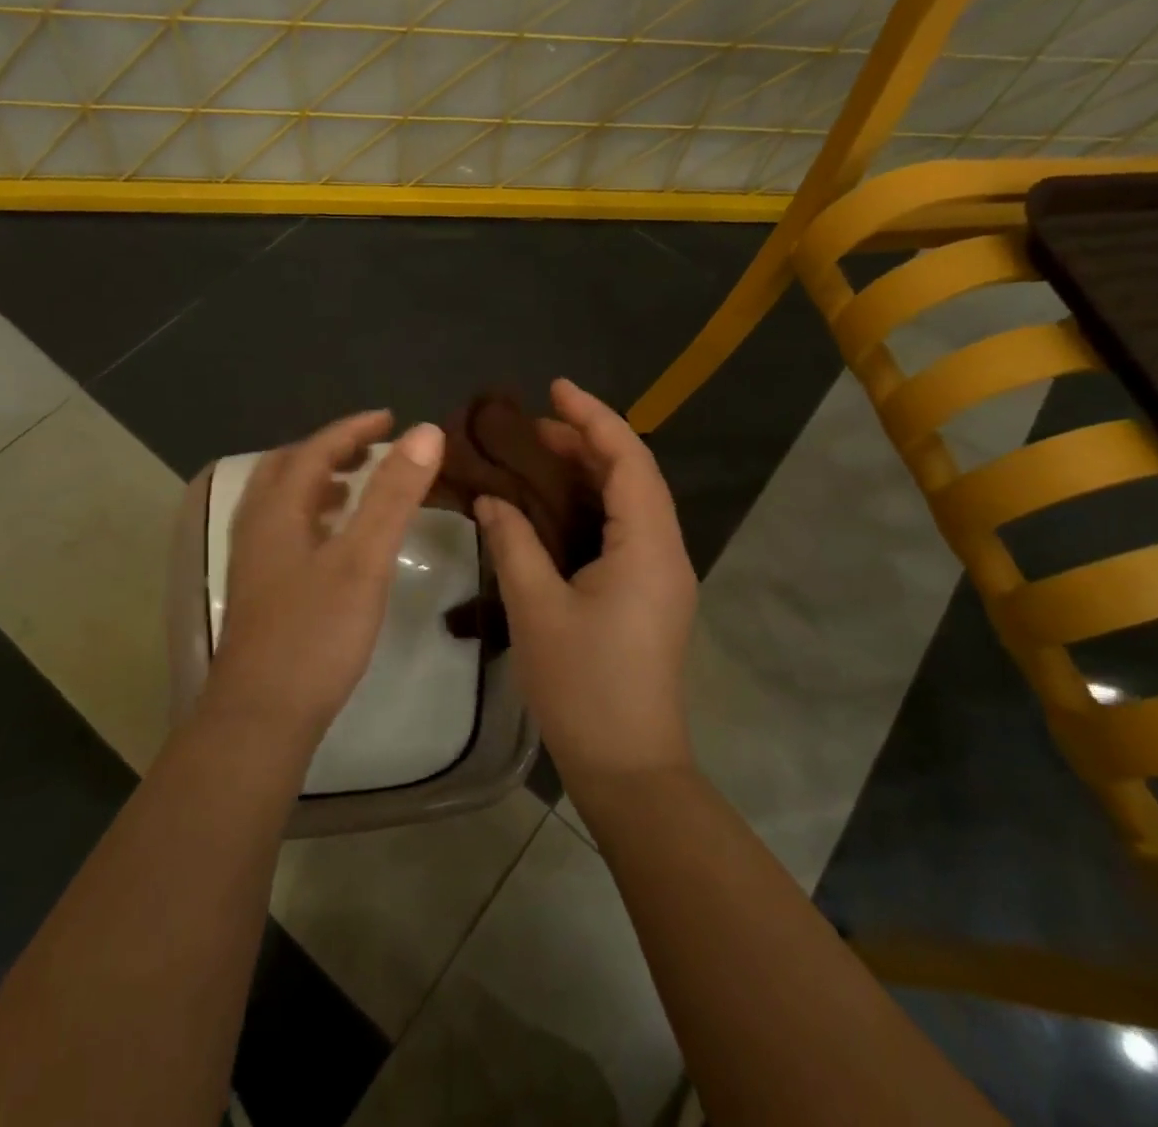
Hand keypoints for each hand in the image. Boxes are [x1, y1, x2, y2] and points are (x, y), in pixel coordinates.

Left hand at [207, 411, 445, 748]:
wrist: (261, 718)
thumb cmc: (315, 633)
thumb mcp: (363, 558)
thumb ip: (393, 494)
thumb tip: (425, 432)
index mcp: (277, 510)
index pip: (313, 450)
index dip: (353, 429)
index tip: (390, 418)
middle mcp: (257, 527)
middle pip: (286, 469)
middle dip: (328, 450)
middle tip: (370, 448)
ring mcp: (253, 562)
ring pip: (281, 502)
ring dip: (316, 482)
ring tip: (354, 485)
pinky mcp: (259, 592)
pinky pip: (284, 531)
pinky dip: (312, 516)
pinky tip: (335, 541)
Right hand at [474, 378, 696, 784]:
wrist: (629, 768)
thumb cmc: (584, 686)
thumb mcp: (537, 609)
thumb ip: (514, 542)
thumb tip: (492, 499)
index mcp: (648, 546)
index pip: (628, 460)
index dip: (594, 417)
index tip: (556, 388)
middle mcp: (666, 551)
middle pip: (633, 475)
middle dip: (588, 441)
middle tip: (534, 425)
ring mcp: (662, 575)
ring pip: (631, 502)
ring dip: (591, 471)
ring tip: (541, 453)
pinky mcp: (649, 595)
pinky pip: (626, 530)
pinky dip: (594, 505)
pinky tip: (556, 506)